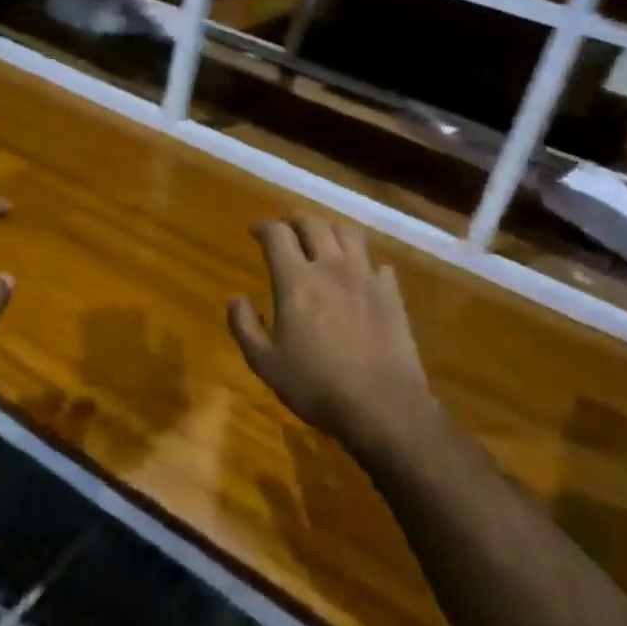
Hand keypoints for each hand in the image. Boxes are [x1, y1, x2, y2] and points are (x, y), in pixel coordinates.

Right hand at [228, 217, 440, 459]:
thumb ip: (244, 326)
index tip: (254, 229)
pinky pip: (378, 263)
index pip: (277, 235)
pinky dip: (364, 261)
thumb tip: (235, 299)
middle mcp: (331, 267)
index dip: (263, 226)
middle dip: (295, 220)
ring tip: (323, 241)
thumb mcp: (266, 363)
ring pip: (349, 233)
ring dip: (331, 230)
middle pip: (313, 224)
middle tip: (286, 228)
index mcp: (296, 280)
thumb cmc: (316, 385)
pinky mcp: (391, 294)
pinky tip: (360, 274)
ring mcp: (366, 277)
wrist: (382, 405)